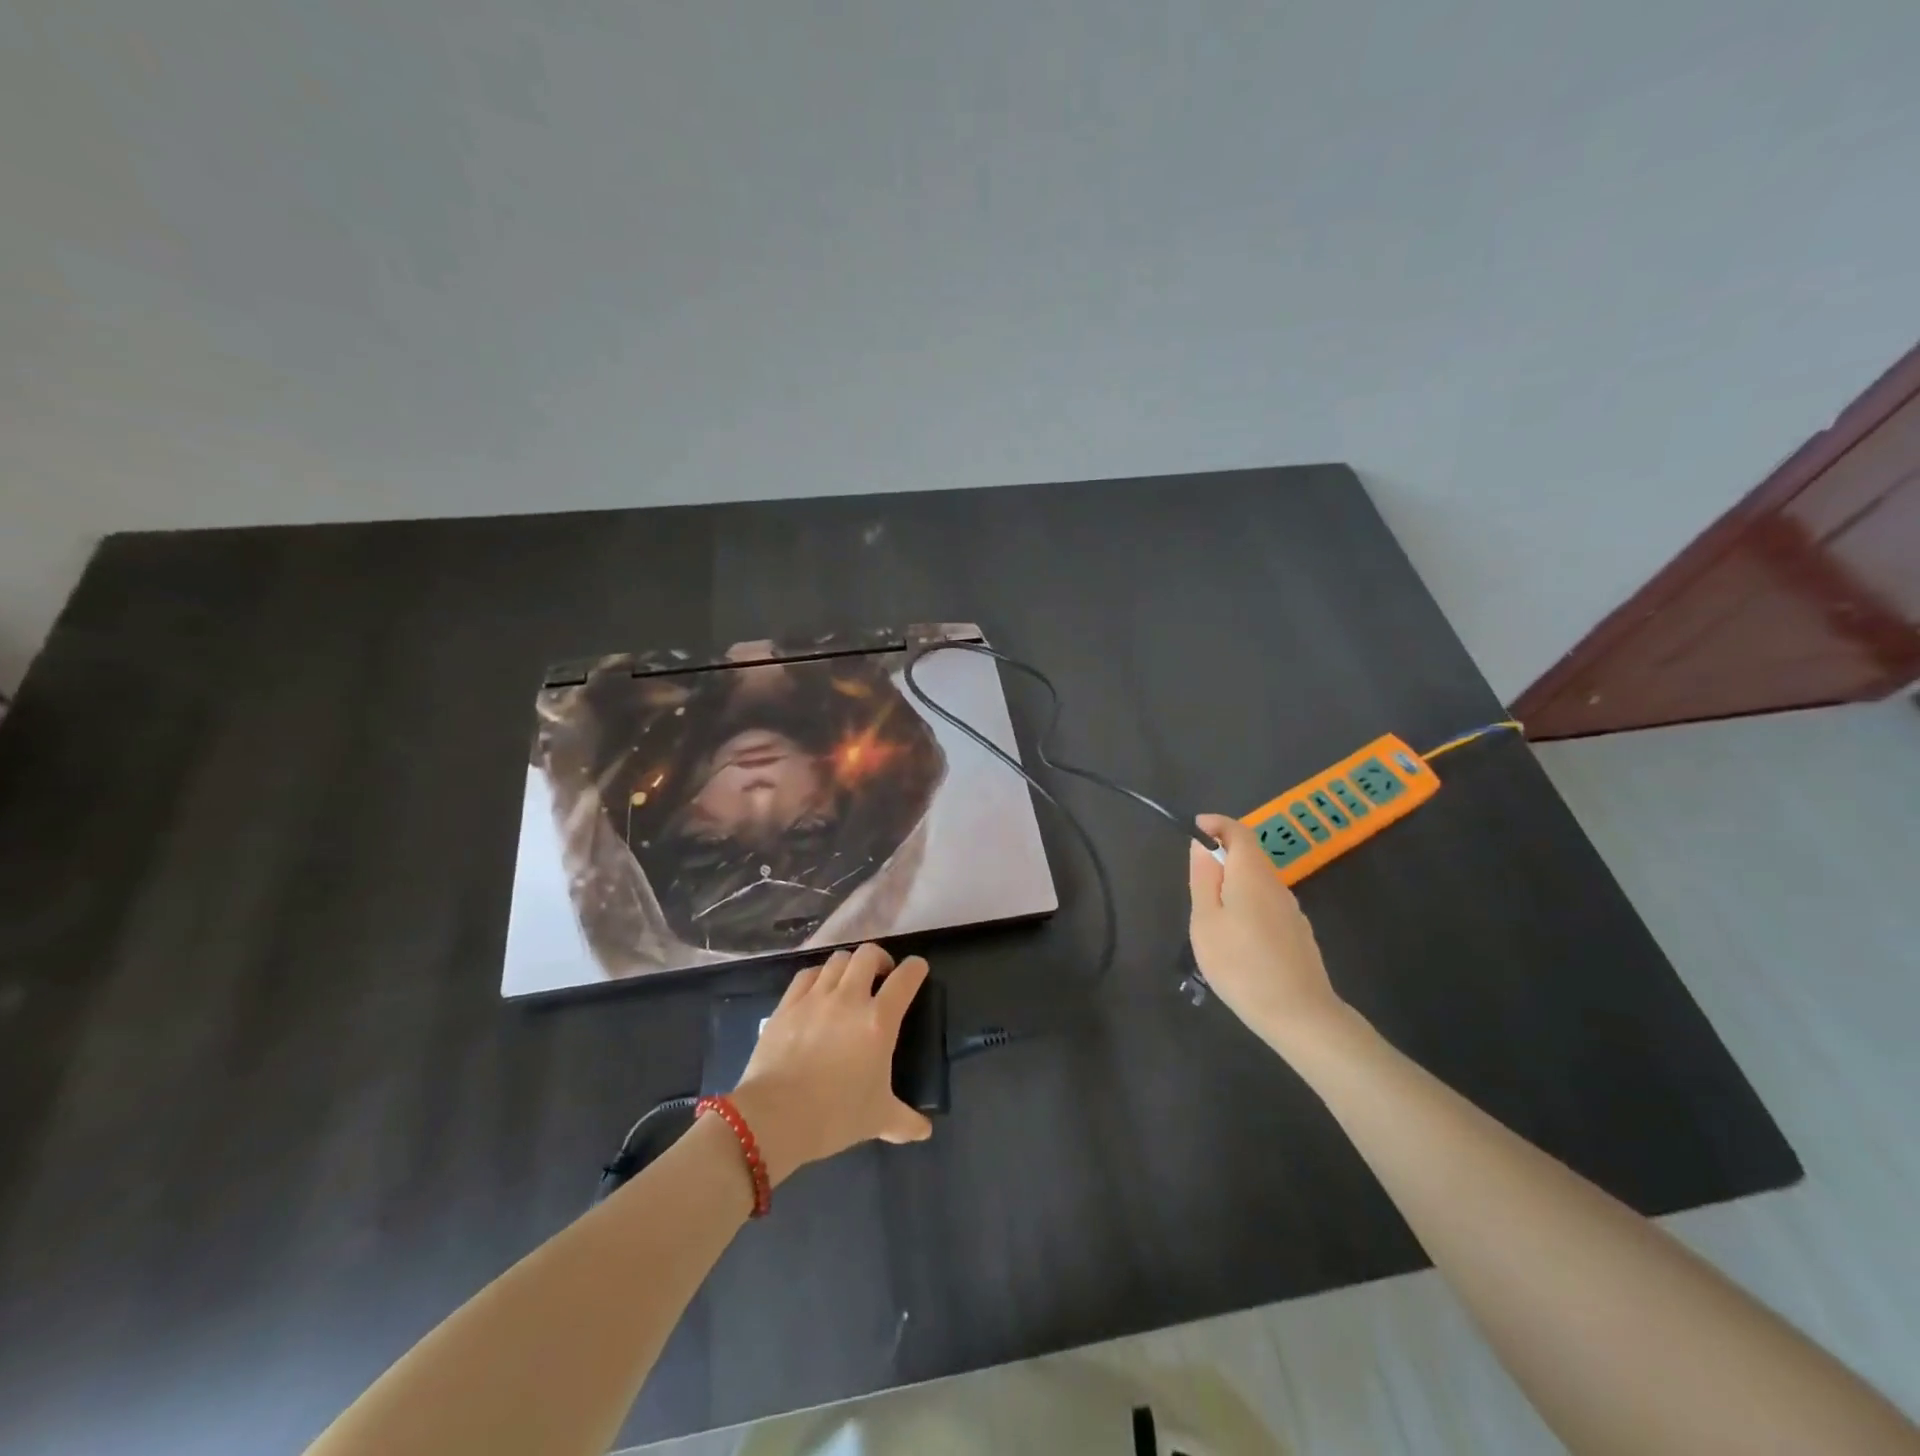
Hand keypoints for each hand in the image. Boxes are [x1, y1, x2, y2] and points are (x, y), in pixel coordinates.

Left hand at [729, 944, 932, 1185]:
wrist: (775, 1117)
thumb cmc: (835, 1115)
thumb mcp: (878, 1120)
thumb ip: (905, 1120)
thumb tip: (924, 1130)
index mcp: (879, 1021)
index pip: (905, 978)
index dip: (916, 968)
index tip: (918, 969)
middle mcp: (849, 998)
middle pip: (868, 954)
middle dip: (880, 959)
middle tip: (881, 976)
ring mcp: (815, 997)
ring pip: (837, 960)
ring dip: (849, 966)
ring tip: (849, 982)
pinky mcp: (787, 1004)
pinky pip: (807, 974)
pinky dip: (818, 975)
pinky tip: (818, 989)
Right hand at [1188, 814, 1347, 1055]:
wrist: (1299, 1015)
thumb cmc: (1241, 965)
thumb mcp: (1206, 922)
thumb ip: (1203, 879)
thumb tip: (1202, 845)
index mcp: (1252, 875)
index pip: (1239, 831)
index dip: (1217, 824)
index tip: (1194, 828)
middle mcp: (1276, 885)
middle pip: (1249, 858)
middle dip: (1222, 860)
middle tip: (1195, 888)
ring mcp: (1292, 911)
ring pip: (1258, 885)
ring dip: (1234, 888)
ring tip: (1212, 924)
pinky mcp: (1299, 934)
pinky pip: (1267, 907)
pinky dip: (1248, 909)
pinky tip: (1238, 945)